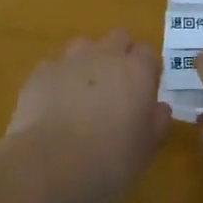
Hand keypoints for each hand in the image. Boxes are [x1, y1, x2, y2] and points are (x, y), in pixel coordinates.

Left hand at [0, 30, 171, 202]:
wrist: (50, 164)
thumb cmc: (108, 160)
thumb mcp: (145, 150)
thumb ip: (157, 123)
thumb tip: (160, 108)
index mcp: (136, 71)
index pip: (148, 53)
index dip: (147, 71)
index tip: (144, 92)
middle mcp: (105, 56)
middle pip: (118, 38)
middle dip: (120, 55)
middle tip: (116, 88)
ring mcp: (71, 60)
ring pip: (84, 46)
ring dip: (88, 62)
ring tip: (83, 93)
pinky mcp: (42, 71)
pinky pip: (56, 66)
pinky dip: (59, 79)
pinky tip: (54, 106)